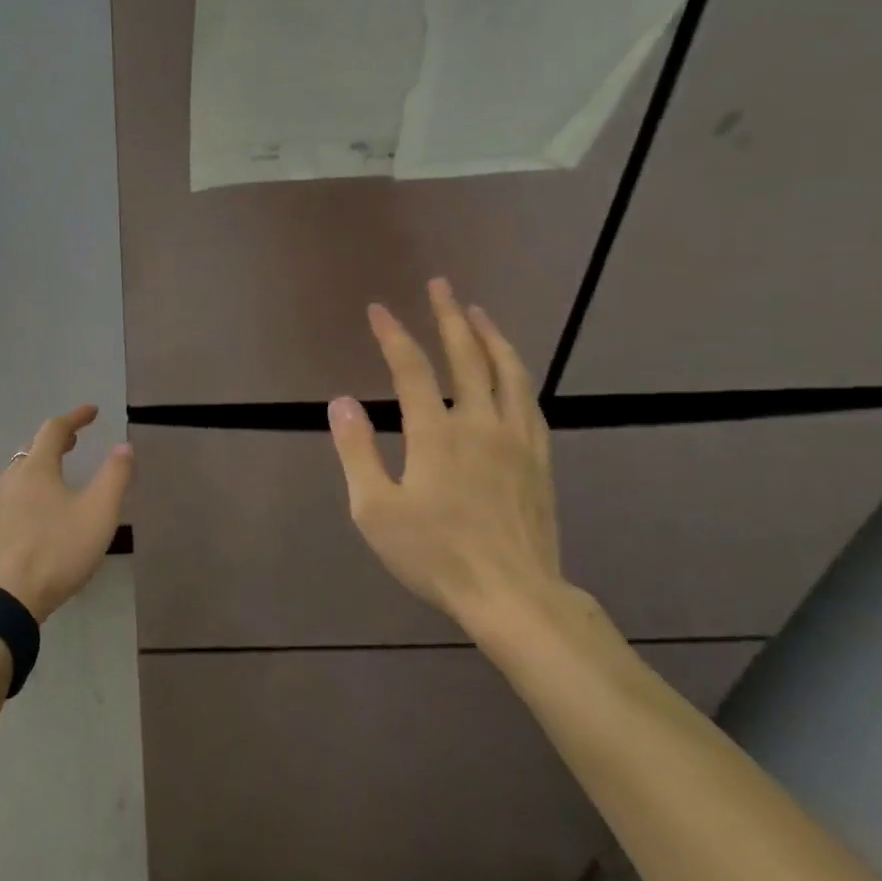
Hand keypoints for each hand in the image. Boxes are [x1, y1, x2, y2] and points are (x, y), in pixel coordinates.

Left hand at [0, 404, 132, 623]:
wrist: (8, 599)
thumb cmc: (58, 550)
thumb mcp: (98, 513)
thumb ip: (114, 476)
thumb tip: (124, 445)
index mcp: (36, 468)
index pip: (54, 429)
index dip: (75, 417)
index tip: (93, 410)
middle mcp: (11, 479)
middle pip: (33, 448)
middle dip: (56, 440)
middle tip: (76, 440)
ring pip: (20, 472)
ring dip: (41, 463)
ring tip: (59, 470)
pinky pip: (14, 494)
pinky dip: (31, 486)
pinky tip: (40, 507)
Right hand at [327, 278, 565, 635]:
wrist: (513, 595)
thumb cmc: (435, 556)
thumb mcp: (375, 510)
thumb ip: (357, 451)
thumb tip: (342, 401)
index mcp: (437, 434)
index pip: (412, 369)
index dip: (393, 335)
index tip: (378, 309)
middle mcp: (480, 424)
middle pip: (468, 356)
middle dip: (449, 316)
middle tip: (440, 284)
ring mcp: (517, 439)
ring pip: (509, 372)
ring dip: (491, 336)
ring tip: (477, 312)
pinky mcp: (539, 459)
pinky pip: (530, 402)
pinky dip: (517, 374)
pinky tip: (511, 371)